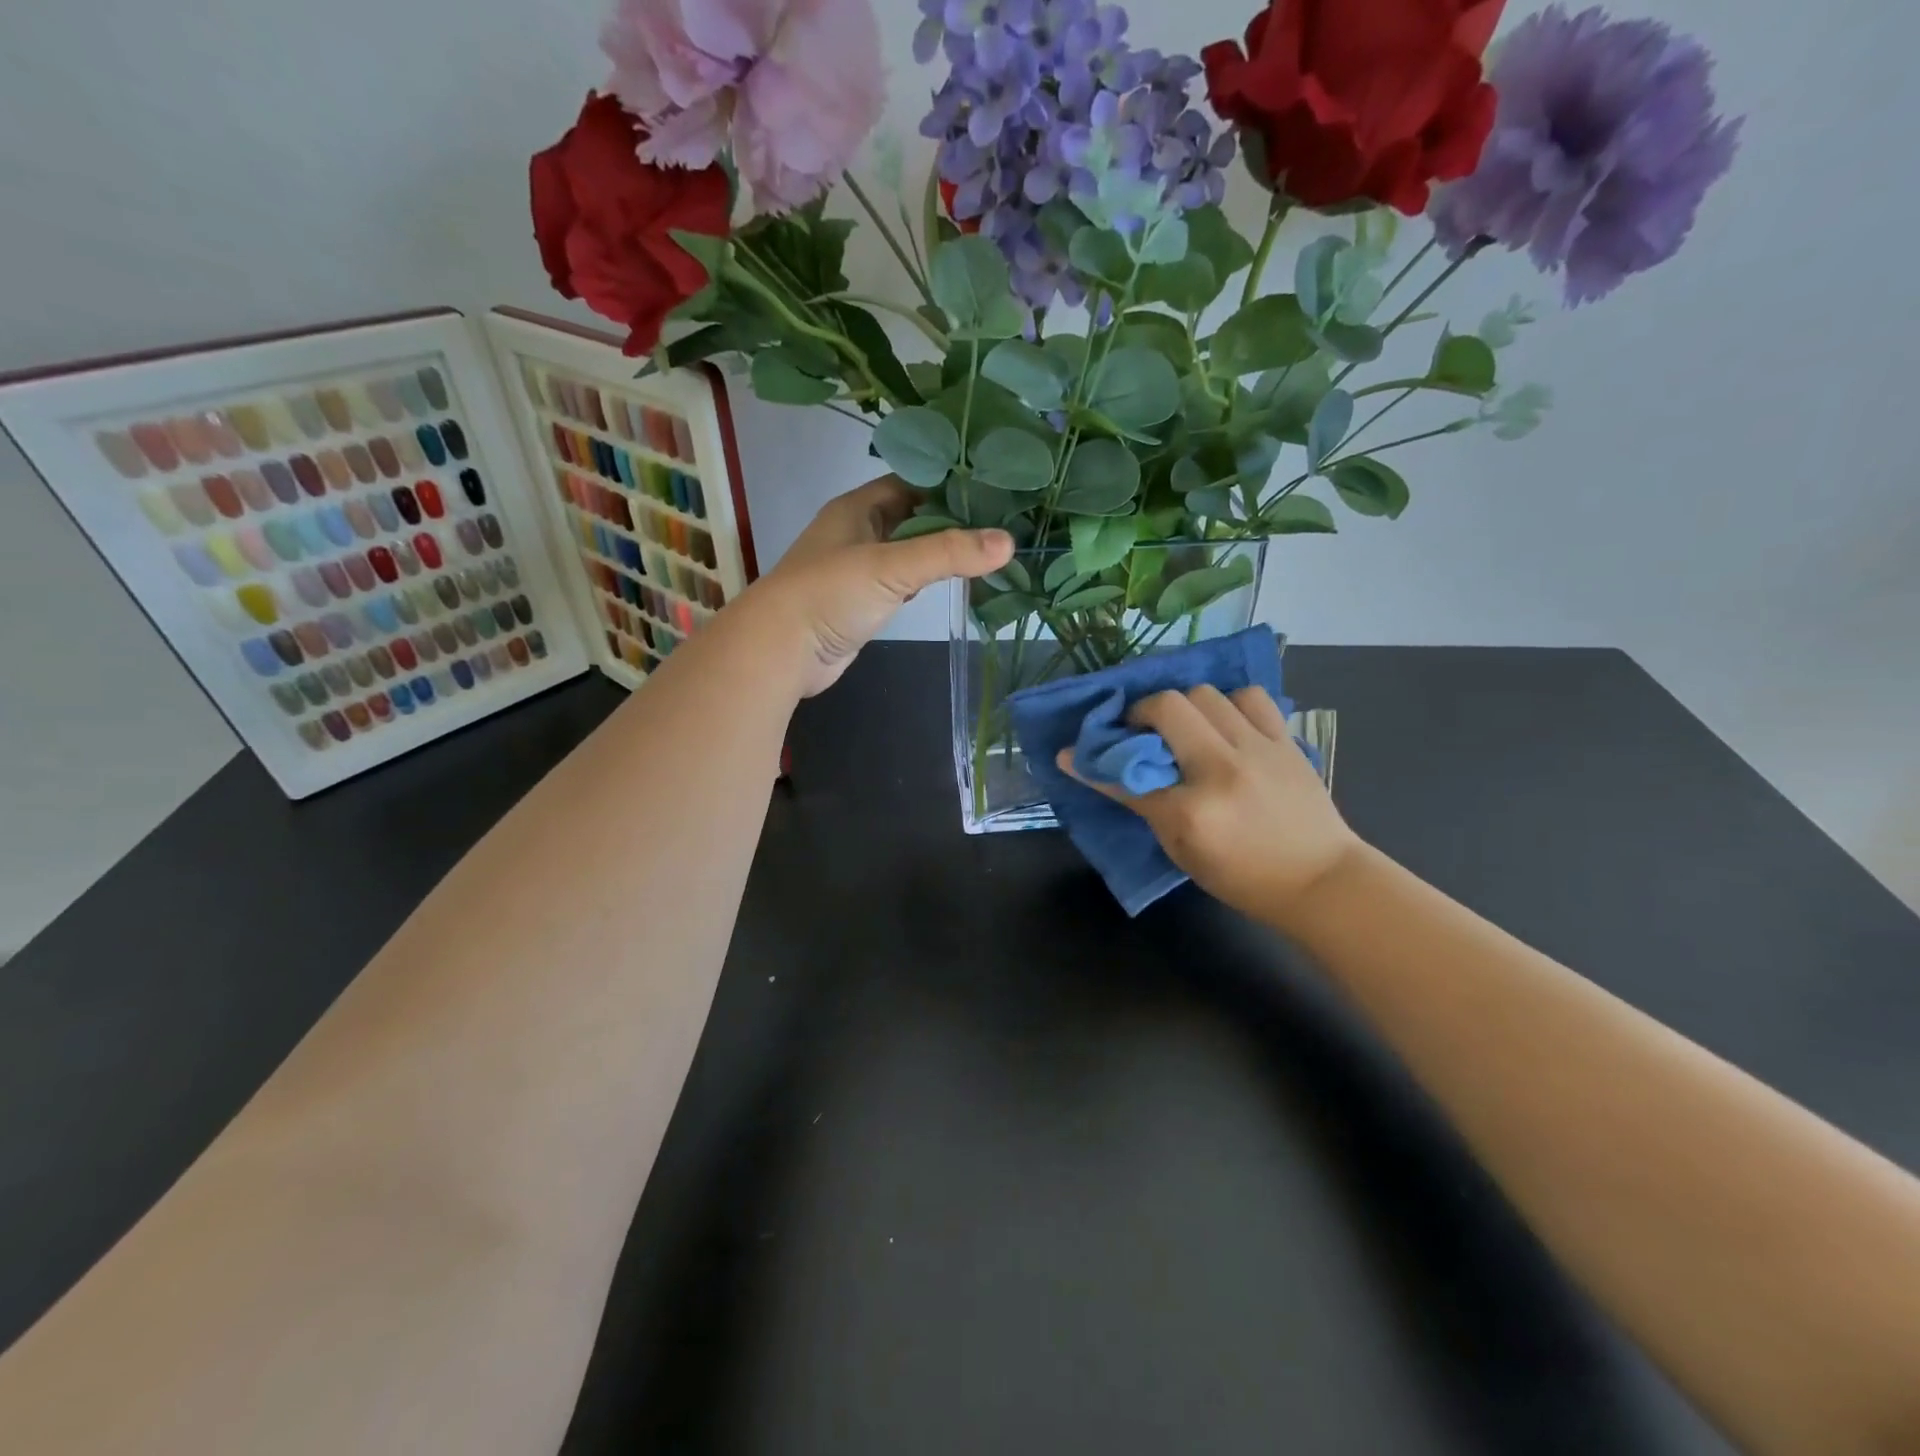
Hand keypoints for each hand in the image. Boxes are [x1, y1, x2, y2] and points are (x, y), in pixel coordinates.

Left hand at [749, 477, 1012, 696]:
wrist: (782, 650)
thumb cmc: (831, 594)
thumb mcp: (892, 566)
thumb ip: (949, 554)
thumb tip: (1009, 543)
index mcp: (857, 508)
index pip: (910, 482)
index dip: (947, 482)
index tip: (991, 486)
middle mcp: (856, 532)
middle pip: (911, 516)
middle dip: (950, 519)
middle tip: (999, 521)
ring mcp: (857, 569)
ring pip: (906, 551)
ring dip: (938, 552)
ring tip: (986, 550)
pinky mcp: (860, 603)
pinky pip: (899, 583)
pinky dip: (923, 582)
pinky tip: (950, 584)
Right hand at [1061, 685, 1360, 926]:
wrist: (1320, 880)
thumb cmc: (1243, 877)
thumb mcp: (1182, 851)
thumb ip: (1142, 805)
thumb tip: (1095, 772)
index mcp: (1193, 810)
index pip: (1128, 775)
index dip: (1094, 762)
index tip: (1072, 753)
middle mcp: (1223, 769)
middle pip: (1167, 707)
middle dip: (1141, 713)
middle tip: (1140, 733)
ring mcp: (1259, 749)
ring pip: (1206, 694)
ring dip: (1184, 706)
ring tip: (1184, 727)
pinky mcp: (1285, 740)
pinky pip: (1250, 697)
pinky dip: (1229, 704)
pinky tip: (1225, 724)